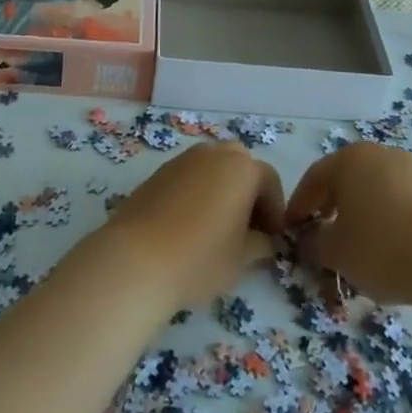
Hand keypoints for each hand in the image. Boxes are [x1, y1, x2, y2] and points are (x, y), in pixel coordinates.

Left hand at [102, 143, 285, 311]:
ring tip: (218, 227)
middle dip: (248, 192)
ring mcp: (183, 159)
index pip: (269, 181)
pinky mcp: (158, 172)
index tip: (272, 238)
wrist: (136, 259)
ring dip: (222, 190)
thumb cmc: (200, 258)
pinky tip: (190, 224)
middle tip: (247, 227)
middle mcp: (214, 153)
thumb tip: (264, 240)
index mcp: (242, 168)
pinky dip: (197, 193)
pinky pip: (189, 177)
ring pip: (212, 168)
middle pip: (240, 166)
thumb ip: (260, 244)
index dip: (274, 210)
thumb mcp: (242, 258)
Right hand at [285, 142, 411, 304]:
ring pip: (370, 191)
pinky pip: (394, 201)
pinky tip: (382, 247)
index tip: (290, 232)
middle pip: (343, 181)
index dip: (298, 207)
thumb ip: (313, 243)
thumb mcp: (335, 252)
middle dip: (327, 209)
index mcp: (350, 159)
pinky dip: (381, 219)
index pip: (313, 179)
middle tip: (318, 237)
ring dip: (356, 215)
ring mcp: (409, 169)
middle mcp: (379, 154)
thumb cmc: (382, 248)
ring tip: (351, 247)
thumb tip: (307, 240)